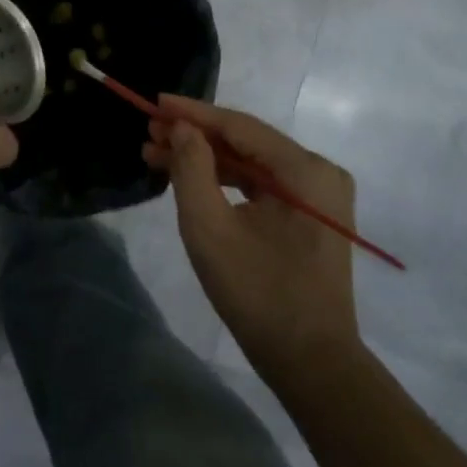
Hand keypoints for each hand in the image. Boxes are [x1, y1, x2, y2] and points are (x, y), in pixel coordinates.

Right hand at [142, 95, 361, 376]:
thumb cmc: (259, 294)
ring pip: (251, 163)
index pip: (239, 126)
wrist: (312, 364)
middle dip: (194, 137)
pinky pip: (262, 185)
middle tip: (148, 132)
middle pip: (246, 142)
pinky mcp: (310, 216)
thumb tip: (181, 128)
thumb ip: (191, 169)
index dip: (193, 113)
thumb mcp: (210, 229)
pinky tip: (189, 178)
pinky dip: (225, 181)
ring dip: (205, 159)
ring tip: (156, 154)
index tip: (154, 102)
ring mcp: (318, 195)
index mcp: (305, 170)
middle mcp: (319, 172)